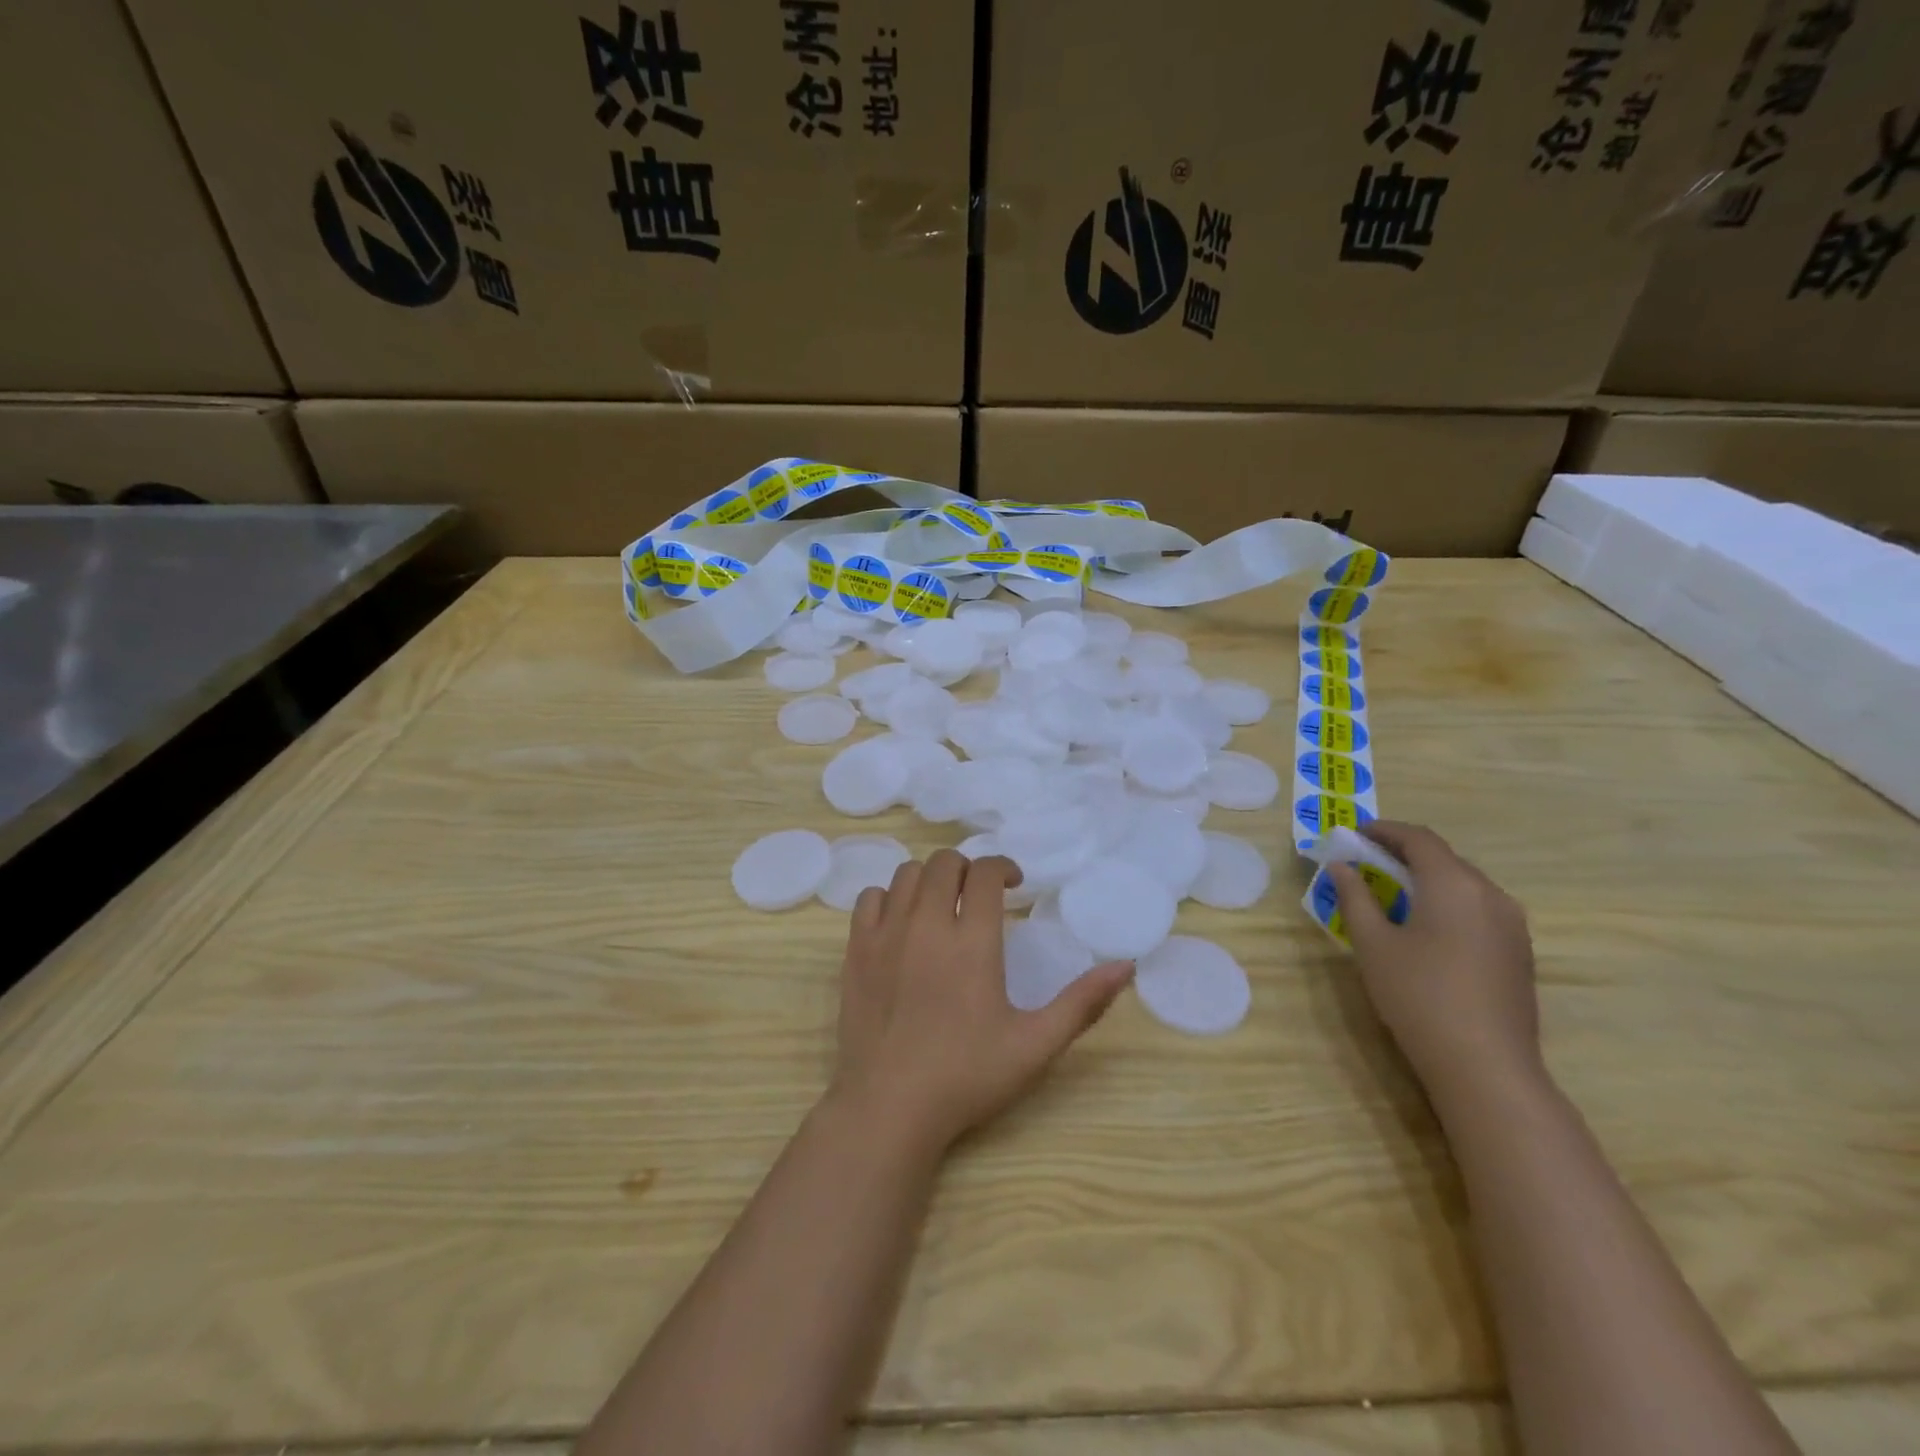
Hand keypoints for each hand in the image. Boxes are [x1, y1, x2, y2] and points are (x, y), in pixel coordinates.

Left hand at [833, 850, 1131, 1153]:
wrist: (888, 1107)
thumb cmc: (965, 1077)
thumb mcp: (1035, 1045)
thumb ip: (1082, 1003)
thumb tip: (1126, 966)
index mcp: (972, 942)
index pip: (984, 873)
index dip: (1003, 867)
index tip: (1013, 884)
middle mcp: (926, 924)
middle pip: (944, 863)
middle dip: (967, 869)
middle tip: (979, 895)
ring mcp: (885, 935)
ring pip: (906, 875)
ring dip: (930, 879)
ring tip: (943, 904)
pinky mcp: (855, 951)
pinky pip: (869, 899)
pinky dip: (889, 898)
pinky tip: (901, 922)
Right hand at [1330, 822, 1543, 1105]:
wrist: (1486, 1066)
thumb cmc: (1418, 995)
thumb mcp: (1373, 944)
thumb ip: (1355, 897)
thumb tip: (1341, 867)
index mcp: (1453, 884)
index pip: (1418, 839)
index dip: (1384, 831)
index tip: (1355, 835)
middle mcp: (1490, 894)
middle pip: (1444, 858)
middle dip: (1403, 855)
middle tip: (1366, 864)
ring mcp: (1512, 924)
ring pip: (1464, 884)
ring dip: (1426, 880)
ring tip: (1392, 894)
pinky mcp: (1519, 951)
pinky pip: (1478, 908)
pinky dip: (1447, 903)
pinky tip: (1426, 927)